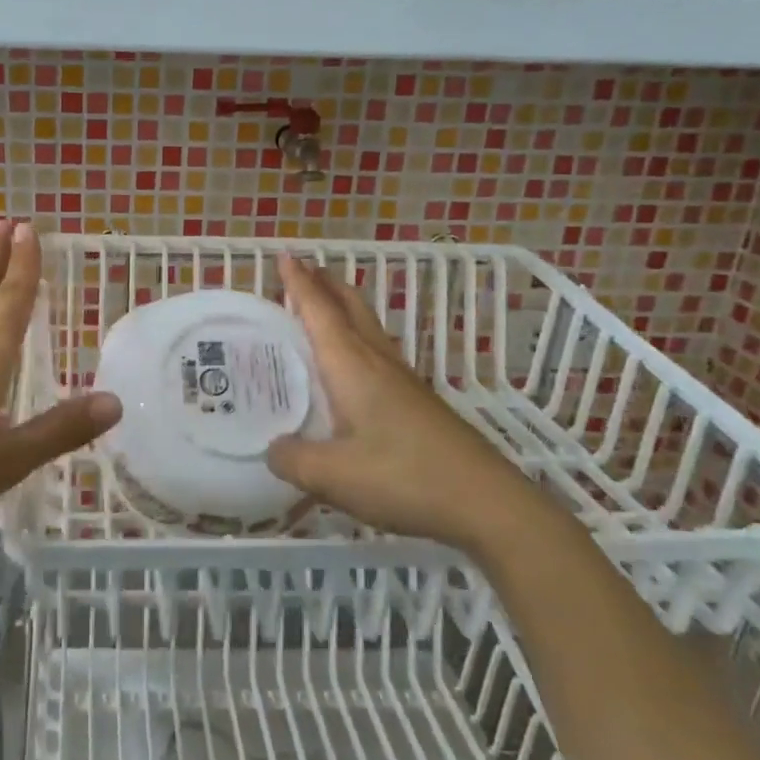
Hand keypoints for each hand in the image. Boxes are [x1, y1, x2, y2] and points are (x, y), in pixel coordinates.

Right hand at [265, 253, 539, 552]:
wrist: (487, 503)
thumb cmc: (404, 477)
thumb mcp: (333, 475)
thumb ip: (293, 459)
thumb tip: (272, 449)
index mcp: (352, 367)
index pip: (320, 312)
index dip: (300, 284)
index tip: (284, 256)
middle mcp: (378, 363)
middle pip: (351, 308)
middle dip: (326, 285)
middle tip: (302, 272)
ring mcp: (403, 382)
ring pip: (368, 329)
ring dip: (343, 310)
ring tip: (322, 308)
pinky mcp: (418, 403)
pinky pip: (378, 354)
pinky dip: (356, 341)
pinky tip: (353, 368)